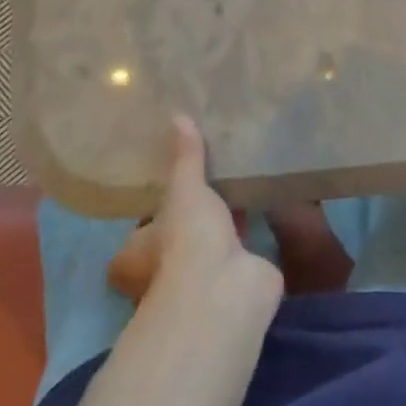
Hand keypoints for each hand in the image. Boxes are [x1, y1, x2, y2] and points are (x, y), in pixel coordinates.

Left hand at [110, 116, 284, 329]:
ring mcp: (206, 274)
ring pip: (215, 239)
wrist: (227, 289)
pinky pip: (246, 245)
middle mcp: (169, 266)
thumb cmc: (188, 240)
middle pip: (182, 232)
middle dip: (197, 210)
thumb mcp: (184, 190)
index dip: (160, 202)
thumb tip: (178, 116)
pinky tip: (265, 200)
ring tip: (241, 180)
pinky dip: (254, 228)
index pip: (146, 223)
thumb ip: (185, 158)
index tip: (179, 176)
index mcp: (140, 251)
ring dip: (227, 219)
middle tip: (214, 173)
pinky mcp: (241, 275)